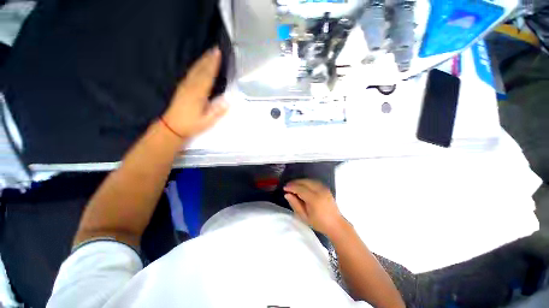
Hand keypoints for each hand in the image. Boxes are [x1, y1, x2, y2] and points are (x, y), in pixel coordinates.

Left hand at [162, 47, 227, 139]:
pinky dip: (197, 66)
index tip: (218, 54)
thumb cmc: (191, 124)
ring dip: (203, 60)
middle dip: (208, 58)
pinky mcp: (182, 87)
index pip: (207, 76)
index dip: (213, 64)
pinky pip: (191, 73)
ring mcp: (185, 85)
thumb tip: (228, 101)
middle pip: (201, 69)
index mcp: (198, 94)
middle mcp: (191, 86)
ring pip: (195, 69)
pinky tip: (200, 64)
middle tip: (216, 48)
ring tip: (209, 53)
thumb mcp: (207, 121)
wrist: (172, 126)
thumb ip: (217, 111)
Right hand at [283, 179, 345, 236]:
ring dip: (300, 181)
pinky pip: (314, 181)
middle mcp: (319, 191)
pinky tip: (302, 185)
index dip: (291, 187)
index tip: (284, 188)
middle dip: (295, 182)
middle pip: (305, 182)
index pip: (300, 189)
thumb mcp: (304, 216)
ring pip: (309, 180)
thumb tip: (287, 194)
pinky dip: (306, 181)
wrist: (336, 224)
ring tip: (293, 185)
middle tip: (288, 186)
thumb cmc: (319, 223)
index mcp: (314, 199)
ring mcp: (324, 188)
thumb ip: (295, 204)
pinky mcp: (326, 188)